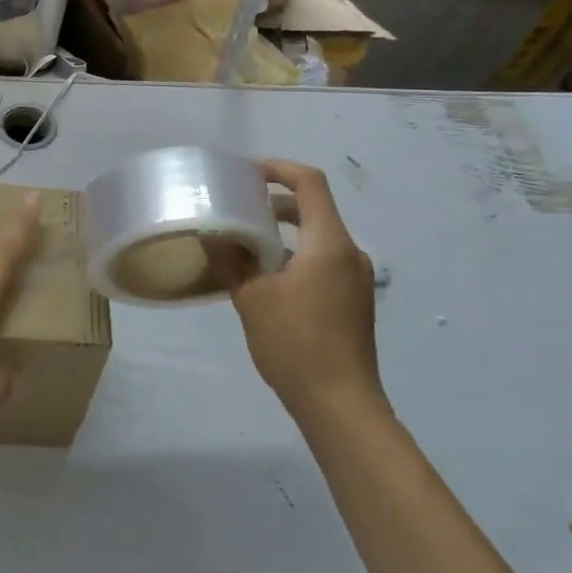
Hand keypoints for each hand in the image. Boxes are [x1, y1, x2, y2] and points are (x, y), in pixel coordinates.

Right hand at [218, 159, 382, 420]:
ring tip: (246, 244)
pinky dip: (295, 256)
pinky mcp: (353, 301)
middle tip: (239, 206)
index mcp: (329, 243)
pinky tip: (267, 280)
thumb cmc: (295, 343)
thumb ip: (233, 260)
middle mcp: (349, 253)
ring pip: (318, 238)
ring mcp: (356, 279)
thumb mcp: (252, 298)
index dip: (279, 169)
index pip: (310, 183)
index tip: (247, 172)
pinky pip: (323, 262)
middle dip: (276, 202)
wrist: (340, 404)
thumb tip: (215, 235)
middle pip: (315, 209)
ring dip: (284, 232)